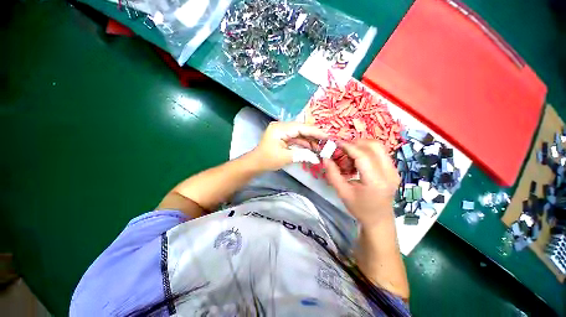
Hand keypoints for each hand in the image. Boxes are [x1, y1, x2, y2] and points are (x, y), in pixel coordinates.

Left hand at [252, 121, 326, 171]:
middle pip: (302, 129)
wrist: (255, 163)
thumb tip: (316, 157)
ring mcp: (283, 131)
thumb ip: (302, 155)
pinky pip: (297, 138)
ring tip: (322, 147)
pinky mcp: (284, 137)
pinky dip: (304, 143)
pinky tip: (313, 148)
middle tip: (327, 143)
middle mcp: (282, 126)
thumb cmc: (267, 160)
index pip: (301, 127)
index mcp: (280, 128)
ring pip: (300, 134)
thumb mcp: (285, 158)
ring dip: (310, 140)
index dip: (315, 132)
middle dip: (314, 136)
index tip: (328, 137)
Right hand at [325, 140, 399, 226]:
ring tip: (349, 154)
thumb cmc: (360, 208)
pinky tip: (358, 160)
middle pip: (374, 146)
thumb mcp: (342, 193)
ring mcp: (394, 170)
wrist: (379, 220)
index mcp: (376, 181)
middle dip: (355, 143)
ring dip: (361, 146)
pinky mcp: (393, 170)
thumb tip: (325, 158)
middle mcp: (389, 173)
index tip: (336, 143)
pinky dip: (367, 151)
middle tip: (342, 148)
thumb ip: (333, 174)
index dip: (348, 146)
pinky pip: (380, 153)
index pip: (363, 155)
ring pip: (378, 147)